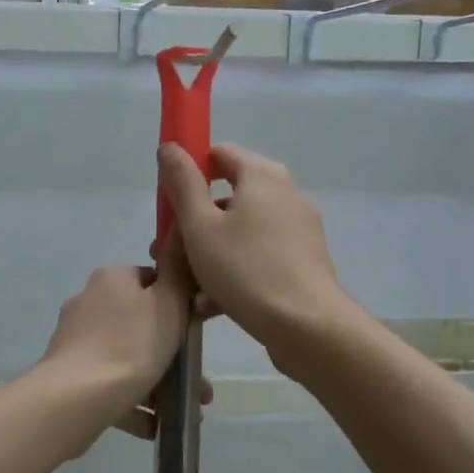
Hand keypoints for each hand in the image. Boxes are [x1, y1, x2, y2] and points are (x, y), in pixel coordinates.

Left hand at [38, 247, 192, 437]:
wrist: (75, 400)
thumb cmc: (131, 346)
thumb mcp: (169, 303)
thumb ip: (179, 270)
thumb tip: (179, 234)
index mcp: (112, 279)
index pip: (153, 281)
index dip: (179, 305)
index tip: (195, 333)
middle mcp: (89, 302)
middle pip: (142, 323)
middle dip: (173, 353)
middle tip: (199, 384)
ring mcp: (75, 340)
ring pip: (127, 357)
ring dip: (157, 381)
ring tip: (185, 410)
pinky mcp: (68, 373)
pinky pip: (109, 384)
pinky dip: (132, 401)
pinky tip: (153, 424)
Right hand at [157, 143, 355, 370]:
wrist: (305, 325)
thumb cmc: (245, 269)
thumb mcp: (200, 226)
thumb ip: (182, 184)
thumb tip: (170, 147)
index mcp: (262, 176)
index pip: (220, 154)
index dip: (190, 172)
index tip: (168, 202)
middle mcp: (285, 194)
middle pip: (229, 196)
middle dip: (194, 222)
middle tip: (167, 250)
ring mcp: (298, 229)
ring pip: (242, 231)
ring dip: (210, 252)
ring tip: (185, 284)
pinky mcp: (303, 261)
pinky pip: (259, 256)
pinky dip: (235, 270)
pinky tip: (211, 303)